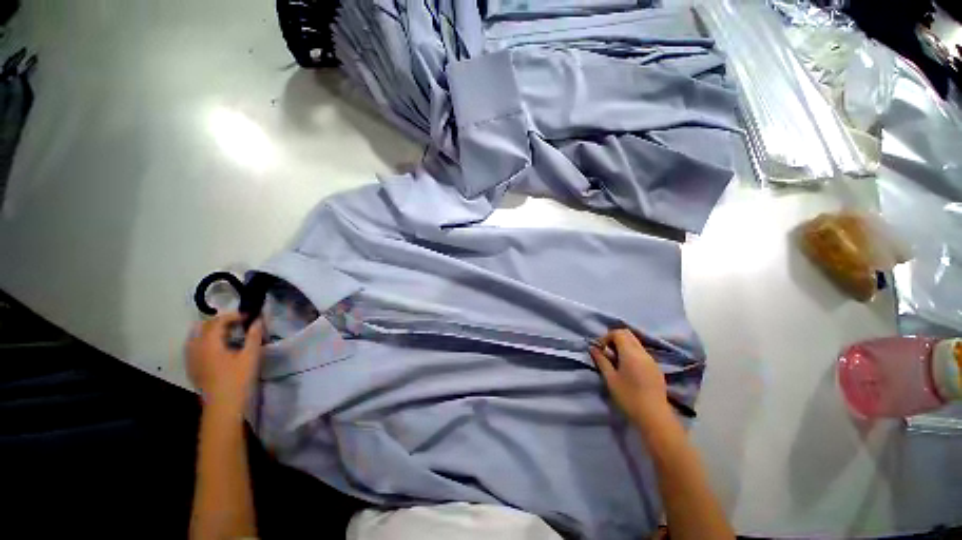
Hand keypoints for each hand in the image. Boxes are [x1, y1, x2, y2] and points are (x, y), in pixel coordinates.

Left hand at [186, 312, 264, 408]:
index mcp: (209, 343)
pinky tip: (216, 347)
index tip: (249, 316)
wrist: (223, 405)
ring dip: (211, 330)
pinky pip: (194, 346)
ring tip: (227, 332)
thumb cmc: (238, 379)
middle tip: (239, 323)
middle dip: (221, 321)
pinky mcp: (192, 367)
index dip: (233, 316)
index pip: (218, 321)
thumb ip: (254, 336)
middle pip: (204, 326)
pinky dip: (204, 340)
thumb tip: (257, 321)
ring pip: (196, 336)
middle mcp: (196, 347)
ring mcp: (191, 358)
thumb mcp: (250, 356)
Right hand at [590, 329, 669, 425]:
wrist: (654, 416)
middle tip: (606, 351)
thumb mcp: (610, 378)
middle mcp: (642, 352)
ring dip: (623, 345)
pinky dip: (632, 353)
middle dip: (615, 338)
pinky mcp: (656, 368)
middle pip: (628, 334)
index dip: (606, 337)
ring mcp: (651, 360)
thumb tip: (593, 348)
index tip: (600, 349)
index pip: (618, 333)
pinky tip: (628, 369)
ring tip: (615, 361)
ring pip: (636, 343)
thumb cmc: (628, 397)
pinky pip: (642, 352)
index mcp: (630, 353)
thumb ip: (601, 360)